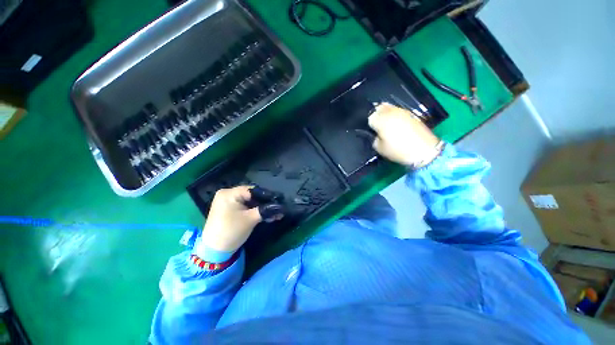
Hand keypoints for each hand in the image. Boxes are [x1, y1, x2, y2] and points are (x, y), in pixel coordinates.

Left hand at [201, 186, 283, 251]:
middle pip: (251, 195)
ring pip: (249, 201)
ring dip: (261, 208)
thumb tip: (281, 206)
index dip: (267, 195)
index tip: (278, 201)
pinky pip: (245, 206)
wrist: (214, 251)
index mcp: (229, 193)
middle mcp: (227, 194)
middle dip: (265, 203)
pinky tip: (265, 215)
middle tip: (277, 208)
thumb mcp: (251, 219)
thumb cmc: (231, 231)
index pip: (253, 190)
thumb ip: (266, 210)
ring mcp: (227, 202)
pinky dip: (254, 211)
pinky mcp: (229, 209)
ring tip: (274, 213)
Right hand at [368, 103, 441, 167]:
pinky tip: (396, 123)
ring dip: (385, 113)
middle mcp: (390, 112)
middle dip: (376, 115)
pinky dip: (394, 114)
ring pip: (388, 107)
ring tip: (386, 123)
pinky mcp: (410, 113)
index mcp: (381, 120)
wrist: (424, 150)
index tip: (371, 130)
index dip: (369, 124)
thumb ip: (374, 139)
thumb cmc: (399, 151)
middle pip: (378, 108)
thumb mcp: (380, 148)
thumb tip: (376, 134)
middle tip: (377, 125)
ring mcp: (401, 111)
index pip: (370, 117)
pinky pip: (398, 110)